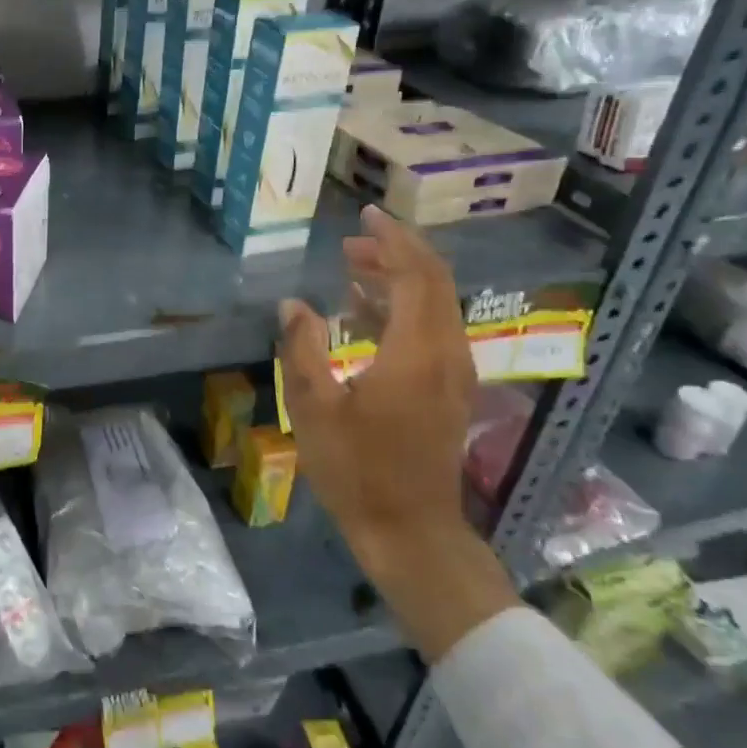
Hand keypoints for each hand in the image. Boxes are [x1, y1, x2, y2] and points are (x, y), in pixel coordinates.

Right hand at [277, 205, 517, 661]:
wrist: (410, 532)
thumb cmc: (358, 470)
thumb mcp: (315, 407)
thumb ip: (303, 348)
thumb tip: (292, 304)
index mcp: (418, 352)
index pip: (416, 275)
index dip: (393, 240)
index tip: (365, 215)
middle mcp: (447, 353)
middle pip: (434, 282)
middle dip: (397, 252)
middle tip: (353, 239)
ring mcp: (453, 374)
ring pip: (436, 305)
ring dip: (399, 279)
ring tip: (354, 266)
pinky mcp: (448, 390)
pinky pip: (432, 328)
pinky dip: (403, 308)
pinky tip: (365, 311)